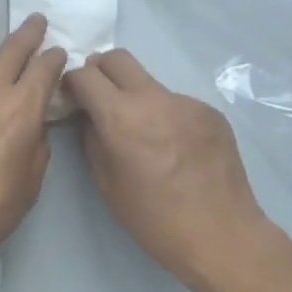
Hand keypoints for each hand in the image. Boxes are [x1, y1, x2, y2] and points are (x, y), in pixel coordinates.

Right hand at [64, 50, 269, 291]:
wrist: (220, 233)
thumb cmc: (153, 218)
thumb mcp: (107, 184)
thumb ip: (92, 140)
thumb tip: (90, 117)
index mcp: (122, 117)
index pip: (86, 74)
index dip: (72, 81)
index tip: (72, 96)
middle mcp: (155, 98)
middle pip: (118, 58)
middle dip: (100, 71)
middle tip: (99, 98)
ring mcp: (187, 102)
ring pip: (150, 83)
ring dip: (137, 97)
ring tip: (145, 136)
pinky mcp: (211, 112)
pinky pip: (177, 104)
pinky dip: (166, 116)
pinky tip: (175, 149)